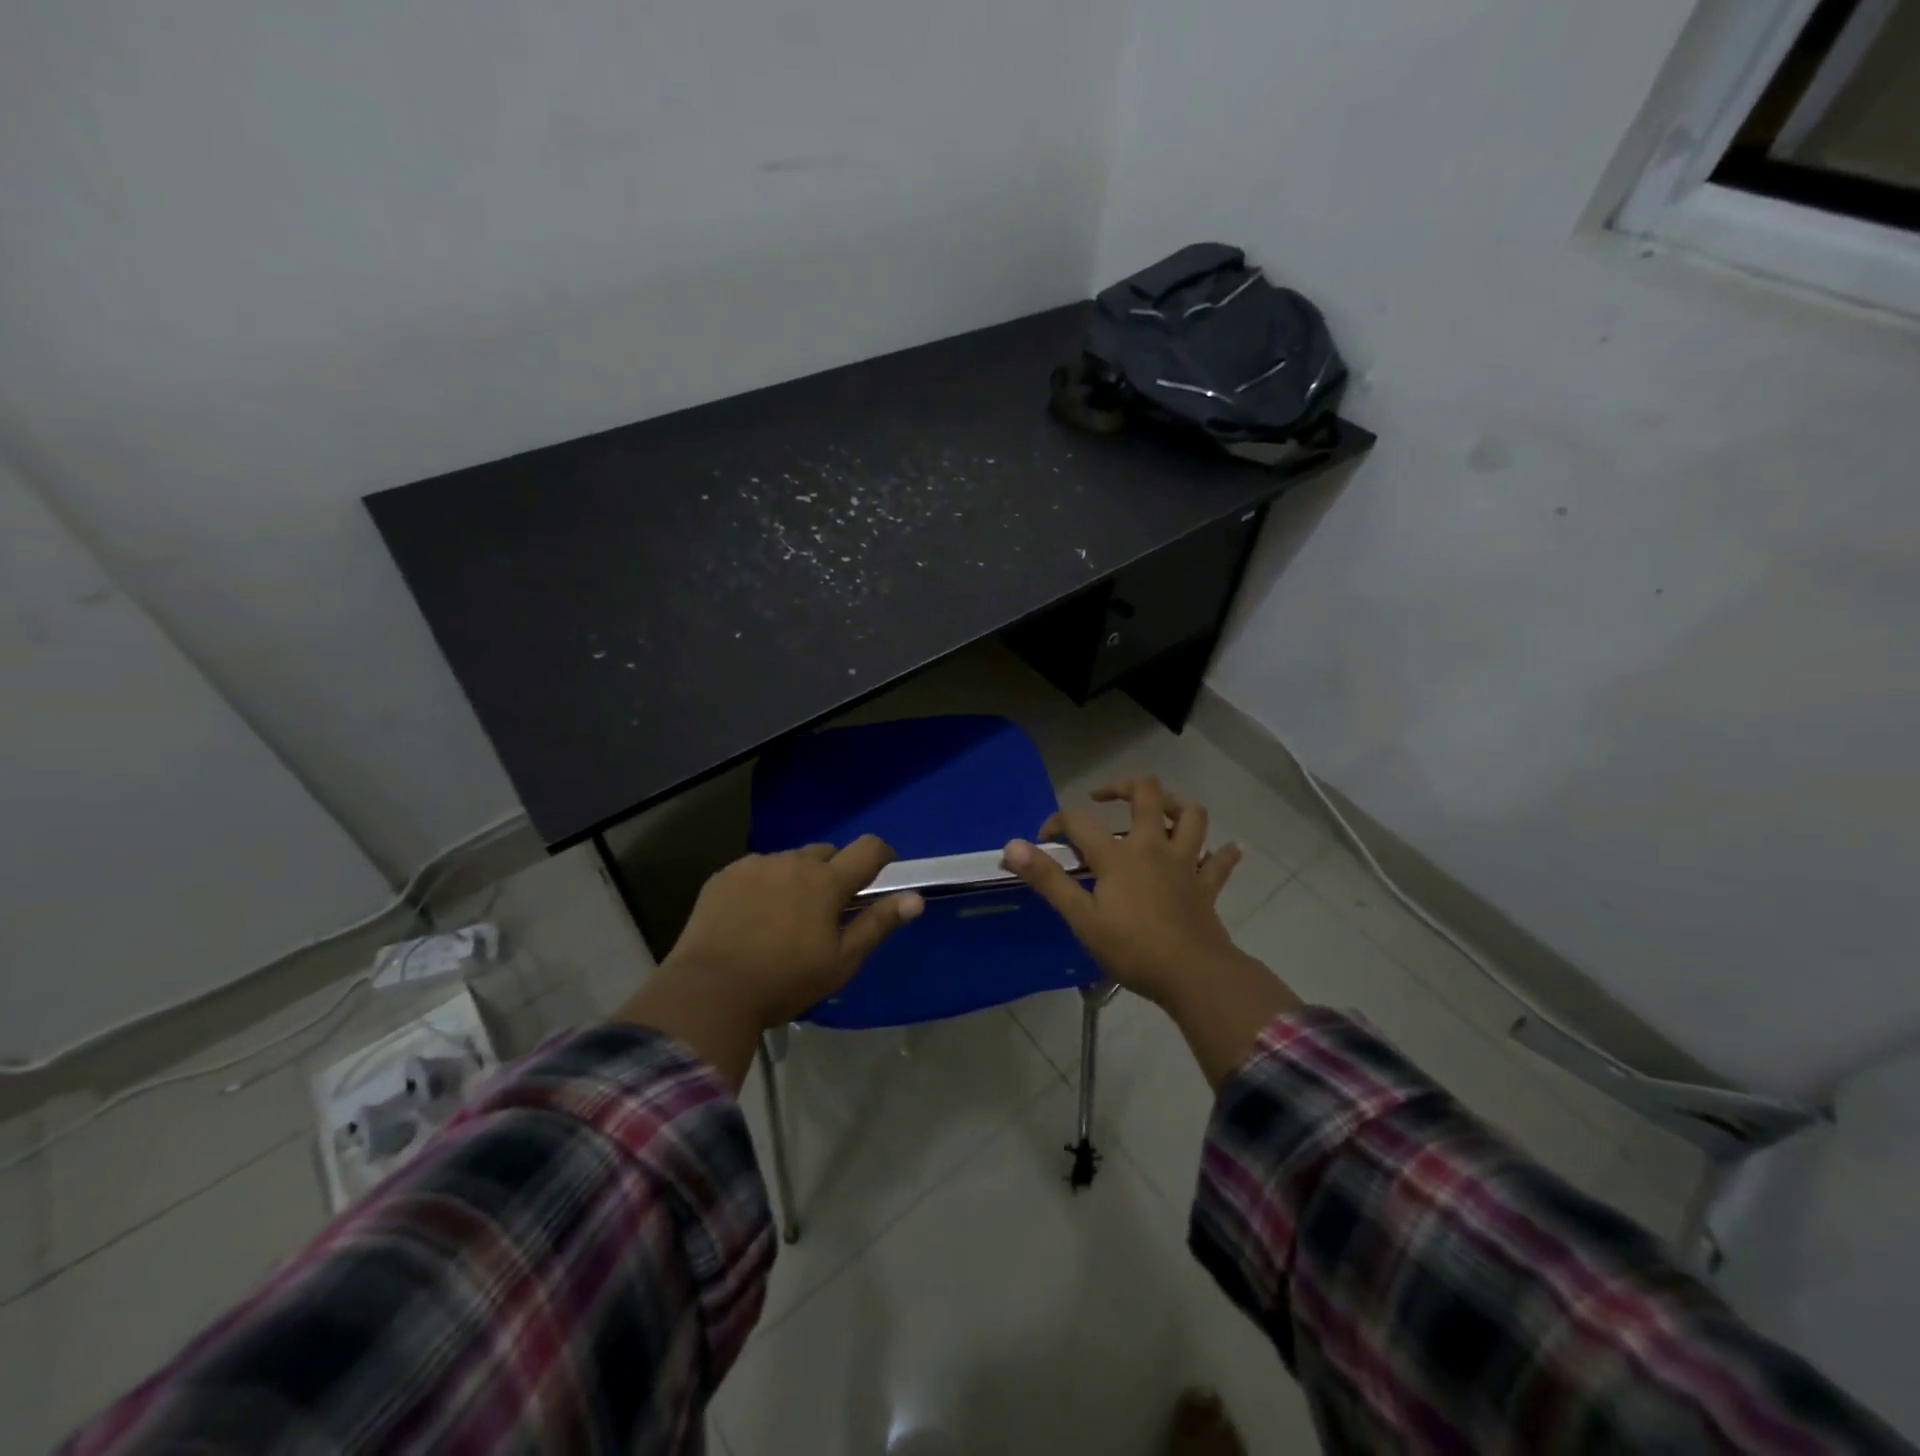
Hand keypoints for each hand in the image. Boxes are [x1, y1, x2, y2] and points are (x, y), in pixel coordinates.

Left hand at [664, 837, 923, 1027]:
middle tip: (827, 908)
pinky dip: (763, 885)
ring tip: (784, 915)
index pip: (868, 848)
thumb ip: (878, 924)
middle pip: (826, 853)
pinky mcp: (724, 876)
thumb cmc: (784, 981)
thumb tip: (915, 899)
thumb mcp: (840, 961)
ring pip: (788, 861)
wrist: (709, 991)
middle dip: (834, 872)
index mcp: (827, 881)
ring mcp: (755, 865)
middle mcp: (793, 862)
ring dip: (796, 878)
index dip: (882, 853)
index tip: (883, 869)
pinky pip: (755, 870)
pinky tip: (751, 916)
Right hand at [1002, 775, 1244, 1005]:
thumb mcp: (1081, 917)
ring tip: (1160, 811)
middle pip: (1146, 794)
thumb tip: (1011, 846)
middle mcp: (1153, 846)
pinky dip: (1223, 852)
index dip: (1057, 822)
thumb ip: (1048, 879)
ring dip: (1176, 805)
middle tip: (1104, 797)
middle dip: (1123, 786)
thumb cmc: (1132, 948)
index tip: (1044, 840)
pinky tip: (1226, 848)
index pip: (1079, 820)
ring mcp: (1185, 863)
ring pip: (1191, 816)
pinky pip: (1220, 861)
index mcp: (1118, 854)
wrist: (1193, 975)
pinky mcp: (1207, 885)